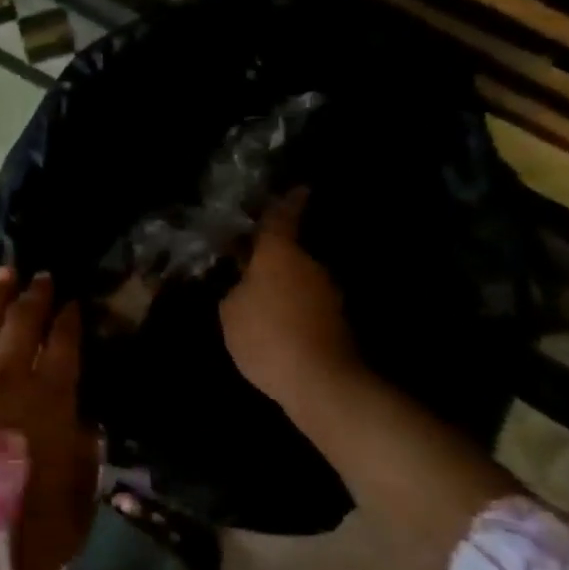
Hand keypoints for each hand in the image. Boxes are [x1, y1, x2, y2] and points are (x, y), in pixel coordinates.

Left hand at [0, 269, 98, 569]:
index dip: (69, 321)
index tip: (72, 302)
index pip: (64, 347)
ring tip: (1, 272)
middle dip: (34, 297)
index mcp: (48, 402)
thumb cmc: (19, 533)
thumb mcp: (75, 509)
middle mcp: (6, 380)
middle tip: (40, 275)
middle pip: (23, 325)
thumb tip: (86, 429)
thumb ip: (85, 463)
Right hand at [219, 187, 361, 401]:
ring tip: (260, 301)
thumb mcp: (230, 312)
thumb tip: (244, 286)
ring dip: (283, 286)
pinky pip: (307, 305)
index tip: (298, 188)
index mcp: (279, 253)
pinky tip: (277, 327)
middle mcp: (309, 265)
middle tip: (249, 264)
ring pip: (299, 280)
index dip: (286, 202)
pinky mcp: (338, 323)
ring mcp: (328, 294)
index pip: (281, 218)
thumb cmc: (267, 335)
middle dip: (272, 257)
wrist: (322, 382)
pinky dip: (293, 310)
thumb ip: (235, 291)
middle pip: (289, 252)